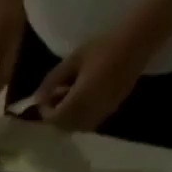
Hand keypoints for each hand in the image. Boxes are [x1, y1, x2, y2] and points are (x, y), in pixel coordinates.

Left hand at [33, 22, 151, 131]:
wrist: (135, 44)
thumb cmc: (103, 47)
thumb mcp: (73, 60)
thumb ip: (52, 81)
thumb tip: (36, 98)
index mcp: (77, 103)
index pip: (53, 120)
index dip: (45, 111)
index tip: (44, 97)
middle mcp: (87, 116)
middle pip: (63, 127)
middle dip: (56, 115)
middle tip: (55, 95)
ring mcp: (100, 116)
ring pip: (75, 127)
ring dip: (68, 117)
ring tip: (69, 93)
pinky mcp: (109, 113)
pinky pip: (88, 122)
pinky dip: (80, 115)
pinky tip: (83, 96)